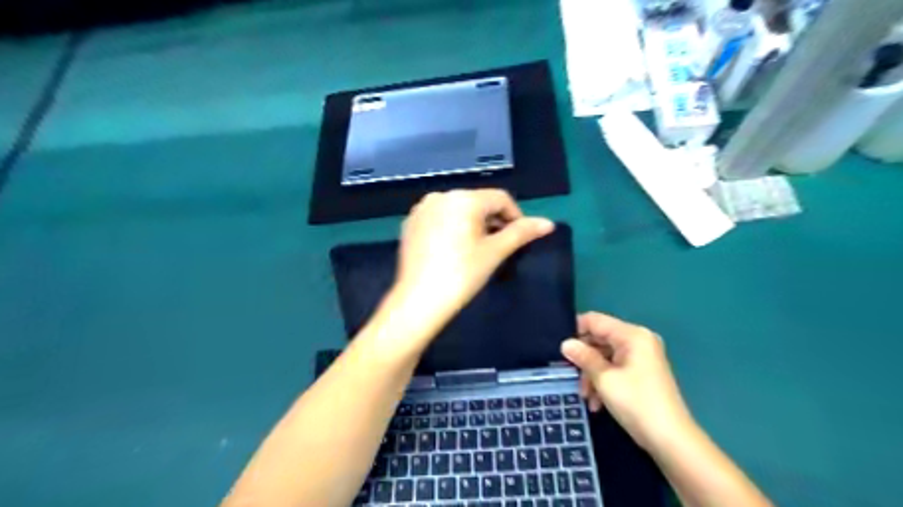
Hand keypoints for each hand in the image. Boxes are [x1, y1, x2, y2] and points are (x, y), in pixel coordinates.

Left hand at [392, 189, 553, 328]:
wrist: (418, 300)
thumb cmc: (462, 275)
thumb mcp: (495, 252)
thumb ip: (521, 233)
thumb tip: (549, 223)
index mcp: (463, 198)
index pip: (500, 198)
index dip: (515, 216)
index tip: (519, 239)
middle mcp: (441, 195)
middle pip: (478, 202)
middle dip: (493, 220)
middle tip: (499, 246)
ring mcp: (422, 209)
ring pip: (458, 209)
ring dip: (473, 223)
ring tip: (477, 249)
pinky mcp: (410, 223)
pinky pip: (439, 218)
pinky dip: (452, 227)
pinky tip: (453, 250)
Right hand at [562, 314, 692, 451]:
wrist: (671, 440)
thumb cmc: (636, 403)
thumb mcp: (604, 379)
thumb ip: (583, 357)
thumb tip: (565, 343)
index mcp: (632, 335)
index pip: (595, 320)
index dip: (575, 330)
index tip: (560, 348)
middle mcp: (638, 341)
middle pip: (600, 339)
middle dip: (584, 358)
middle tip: (570, 375)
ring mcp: (641, 357)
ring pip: (605, 356)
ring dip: (592, 374)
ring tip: (585, 396)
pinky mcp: (641, 373)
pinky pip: (615, 368)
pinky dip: (603, 381)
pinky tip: (597, 402)